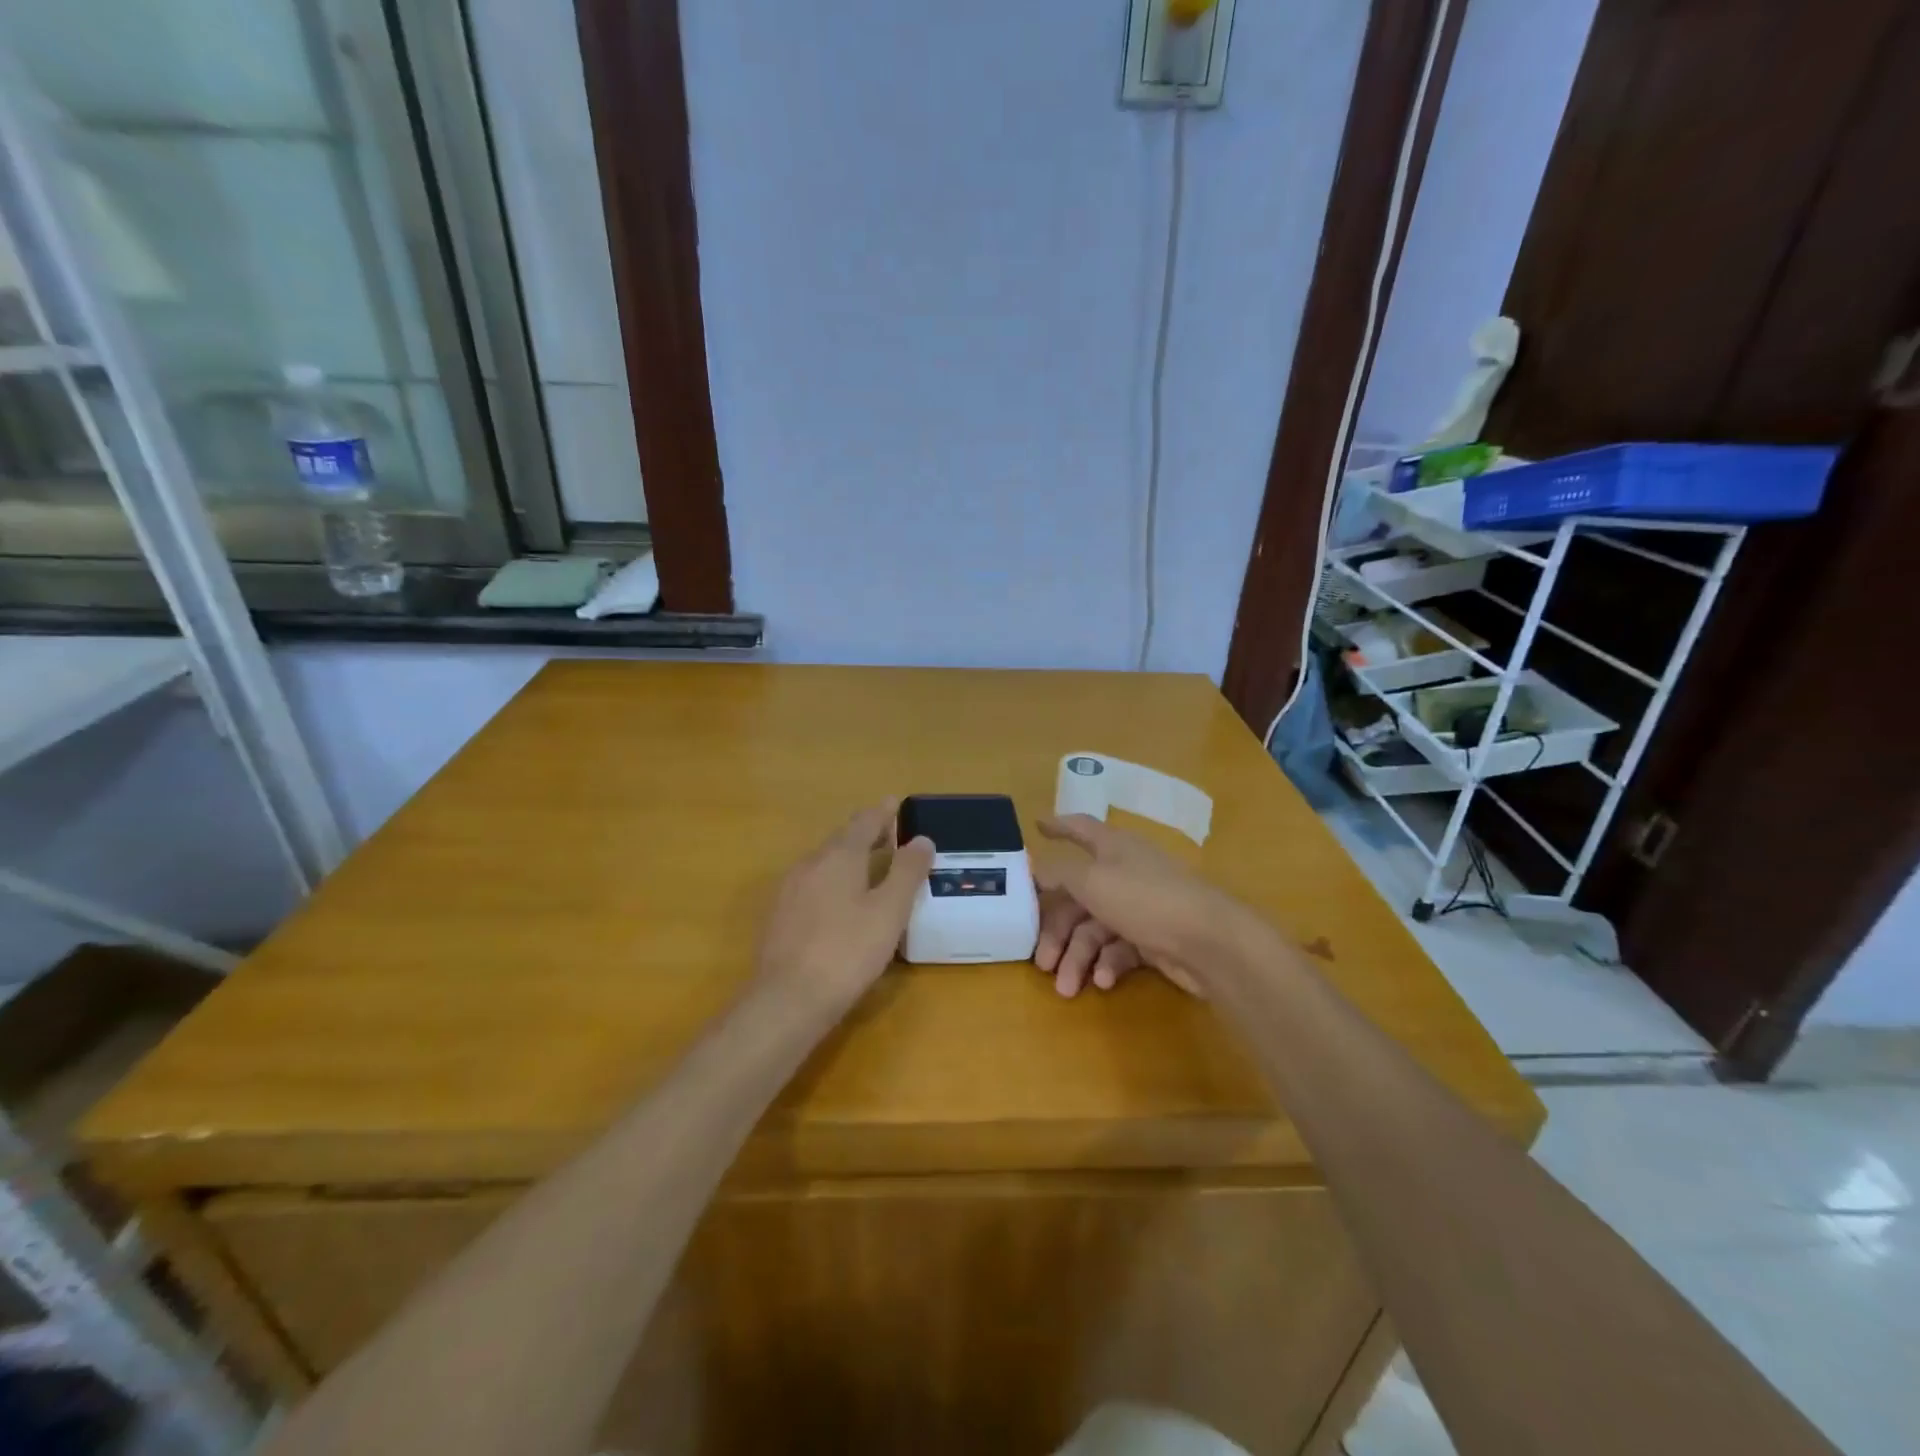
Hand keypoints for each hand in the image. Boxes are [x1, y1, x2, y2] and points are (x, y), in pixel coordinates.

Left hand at [755, 803, 934, 1007]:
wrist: (787, 1000)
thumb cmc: (847, 951)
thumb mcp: (889, 911)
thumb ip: (907, 872)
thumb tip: (922, 839)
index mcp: (839, 857)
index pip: (863, 822)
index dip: (882, 813)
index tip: (895, 803)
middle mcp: (810, 864)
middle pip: (841, 841)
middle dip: (866, 836)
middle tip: (890, 838)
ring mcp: (789, 891)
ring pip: (824, 864)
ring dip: (848, 860)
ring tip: (870, 870)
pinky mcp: (779, 917)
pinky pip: (812, 886)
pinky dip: (832, 883)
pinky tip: (841, 905)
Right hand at [1032, 814, 1251, 997]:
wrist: (1210, 943)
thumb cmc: (1145, 900)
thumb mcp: (1092, 881)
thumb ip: (1059, 872)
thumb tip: (1036, 867)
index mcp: (1113, 848)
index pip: (1080, 829)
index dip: (1058, 825)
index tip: (1036, 825)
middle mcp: (1125, 872)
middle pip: (1078, 896)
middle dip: (1057, 931)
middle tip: (1041, 962)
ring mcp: (1140, 907)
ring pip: (1095, 930)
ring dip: (1078, 958)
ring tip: (1068, 989)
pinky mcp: (1153, 939)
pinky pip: (1119, 949)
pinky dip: (1107, 965)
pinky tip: (1103, 982)